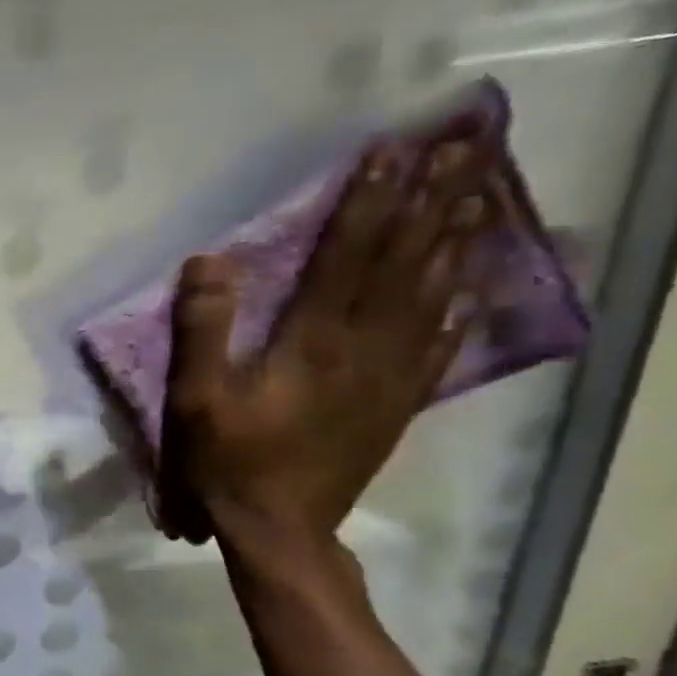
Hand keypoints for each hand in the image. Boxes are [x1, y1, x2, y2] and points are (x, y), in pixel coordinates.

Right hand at [157, 140, 491, 548]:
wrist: (278, 527)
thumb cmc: (228, 460)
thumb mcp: (196, 397)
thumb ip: (201, 328)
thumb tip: (207, 261)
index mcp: (314, 342)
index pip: (348, 255)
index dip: (369, 200)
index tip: (392, 150)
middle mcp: (365, 348)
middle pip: (406, 263)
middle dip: (432, 202)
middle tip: (464, 148)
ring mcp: (390, 377)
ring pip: (432, 296)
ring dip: (456, 241)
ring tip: (480, 194)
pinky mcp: (397, 404)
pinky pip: (438, 347)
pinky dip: (460, 309)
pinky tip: (473, 287)